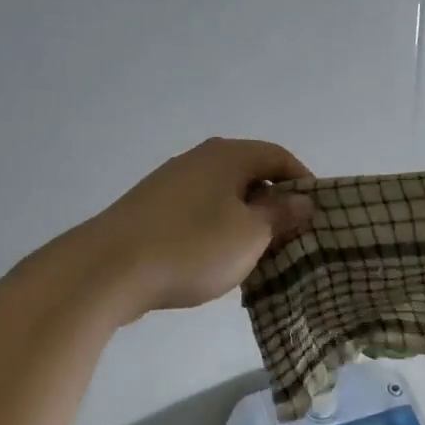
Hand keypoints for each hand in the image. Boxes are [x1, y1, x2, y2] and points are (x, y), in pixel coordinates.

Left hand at [87, 138, 313, 316]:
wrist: (108, 269)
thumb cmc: (192, 246)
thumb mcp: (250, 234)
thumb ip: (281, 214)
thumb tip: (301, 199)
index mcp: (228, 155)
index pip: (279, 156)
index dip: (303, 183)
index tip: (315, 216)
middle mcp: (199, 159)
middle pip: (250, 175)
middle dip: (273, 206)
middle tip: (289, 240)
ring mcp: (171, 182)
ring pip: (223, 197)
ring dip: (244, 222)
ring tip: (255, 257)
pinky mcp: (151, 208)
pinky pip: (198, 213)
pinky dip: (215, 231)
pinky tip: (214, 262)